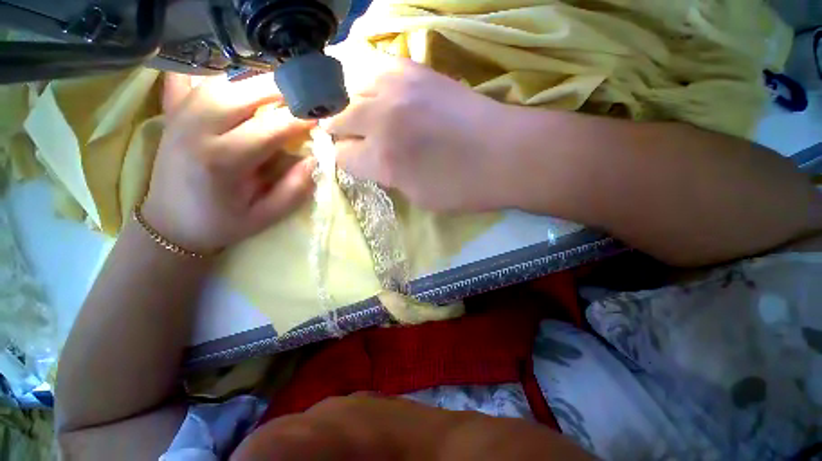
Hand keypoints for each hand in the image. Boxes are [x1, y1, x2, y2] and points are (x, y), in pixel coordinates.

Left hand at [142, 74, 315, 252]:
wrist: (170, 223)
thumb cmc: (221, 223)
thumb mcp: (266, 216)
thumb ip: (294, 190)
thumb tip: (314, 159)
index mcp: (223, 161)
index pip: (270, 127)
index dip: (299, 119)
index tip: (319, 117)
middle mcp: (196, 130)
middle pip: (242, 92)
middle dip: (279, 90)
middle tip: (303, 96)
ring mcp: (179, 117)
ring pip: (222, 82)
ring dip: (255, 83)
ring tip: (280, 91)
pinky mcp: (172, 114)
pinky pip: (194, 81)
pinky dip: (221, 77)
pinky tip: (238, 84)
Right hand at [326, 56, 515, 211]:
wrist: (506, 154)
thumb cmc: (463, 187)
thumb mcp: (418, 197)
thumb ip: (389, 177)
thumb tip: (373, 164)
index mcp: (383, 160)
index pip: (342, 157)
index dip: (345, 162)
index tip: (353, 164)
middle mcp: (382, 119)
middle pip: (338, 119)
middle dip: (340, 132)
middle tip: (350, 140)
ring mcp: (398, 88)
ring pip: (351, 89)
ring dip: (350, 105)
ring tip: (359, 115)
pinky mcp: (416, 70)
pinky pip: (377, 67)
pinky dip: (370, 82)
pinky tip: (378, 94)